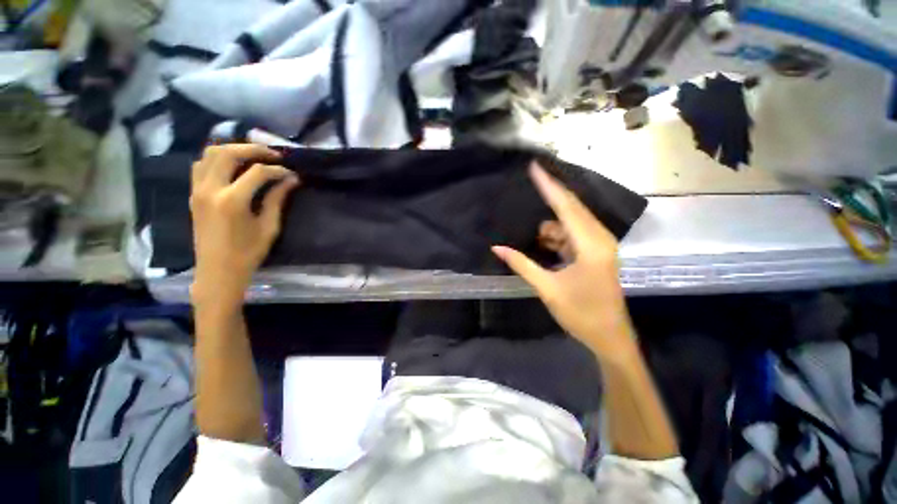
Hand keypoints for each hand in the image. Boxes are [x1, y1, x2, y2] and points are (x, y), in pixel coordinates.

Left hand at [189, 144, 298, 306]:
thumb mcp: (269, 227)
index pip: (258, 172)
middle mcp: (210, 189)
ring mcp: (197, 190)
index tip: (291, 173)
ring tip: (253, 156)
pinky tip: (233, 166)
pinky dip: (217, 159)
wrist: (217, 271)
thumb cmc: (248, 253)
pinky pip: (201, 165)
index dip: (277, 169)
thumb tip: (291, 180)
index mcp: (232, 200)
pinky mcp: (193, 194)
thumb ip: (277, 199)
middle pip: (228, 152)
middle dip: (253, 149)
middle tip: (273, 155)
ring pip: (210, 154)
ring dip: (233, 150)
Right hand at [493, 164, 635, 358]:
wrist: (610, 337)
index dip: (548, 186)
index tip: (534, 167)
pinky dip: (556, 236)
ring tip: (532, 235)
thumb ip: (522, 264)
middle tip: (528, 182)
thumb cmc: (581, 314)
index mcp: (590, 245)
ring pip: (569, 223)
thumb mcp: (547, 288)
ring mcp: (598, 245)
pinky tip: (541, 244)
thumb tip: (496, 248)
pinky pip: (571, 235)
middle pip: (570, 208)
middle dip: (549, 196)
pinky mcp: (595, 252)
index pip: (565, 207)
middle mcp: (598, 238)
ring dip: (550, 226)